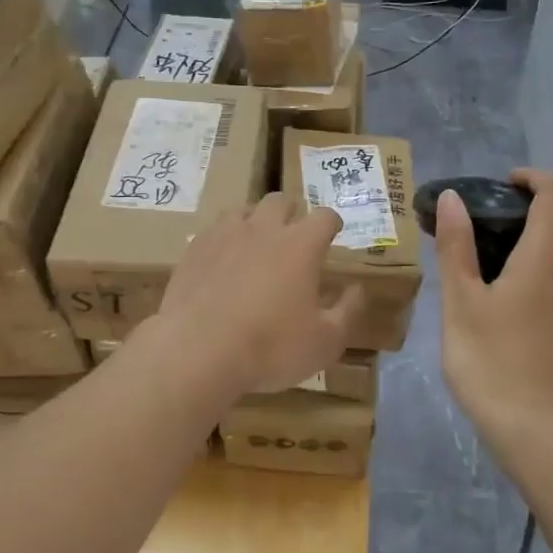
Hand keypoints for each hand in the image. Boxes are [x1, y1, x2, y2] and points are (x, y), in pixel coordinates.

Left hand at [154, 194, 366, 397]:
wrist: (197, 350)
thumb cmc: (270, 347)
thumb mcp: (324, 342)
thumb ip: (348, 312)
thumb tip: (358, 290)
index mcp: (301, 244)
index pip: (324, 216)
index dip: (332, 222)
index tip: (334, 233)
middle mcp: (263, 228)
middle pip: (280, 201)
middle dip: (291, 213)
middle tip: (293, 236)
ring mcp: (224, 235)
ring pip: (243, 210)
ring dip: (255, 221)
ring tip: (256, 243)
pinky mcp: (194, 250)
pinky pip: (213, 231)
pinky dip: (224, 240)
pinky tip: (222, 261)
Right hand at [435, 170, 552, 442]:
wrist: (541, 436)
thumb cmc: (491, 362)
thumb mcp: (460, 303)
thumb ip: (457, 246)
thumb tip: (455, 198)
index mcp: (545, 260)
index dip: (534, 179)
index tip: (505, 185)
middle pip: (551, 239)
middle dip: (516, 237)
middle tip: (474, 260)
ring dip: (526, 276)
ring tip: (487, 306)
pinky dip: (540, 307)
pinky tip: (513, 341)